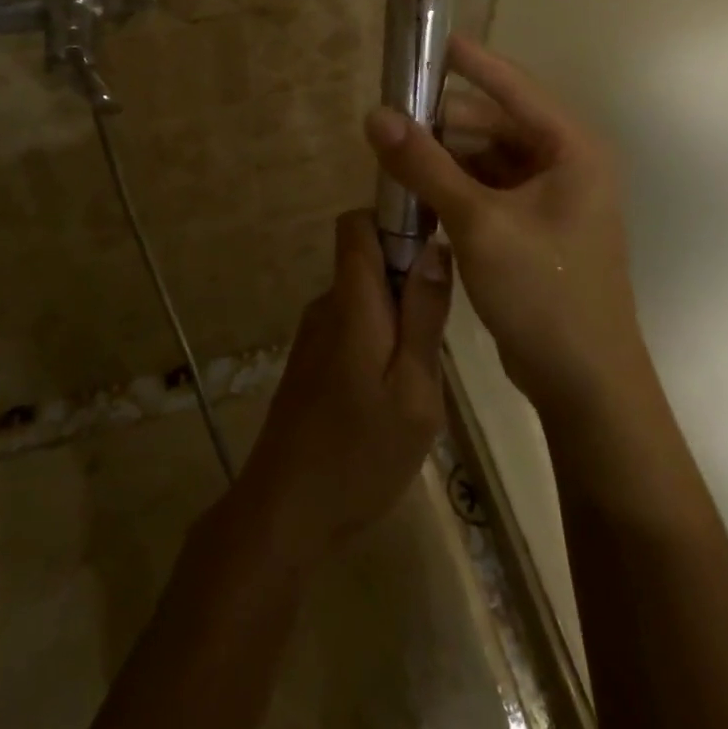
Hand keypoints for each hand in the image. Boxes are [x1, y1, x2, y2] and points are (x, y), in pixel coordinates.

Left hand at [230, 212, 451, 567]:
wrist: (286, 510)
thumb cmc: (360, 452)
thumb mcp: (415, 391)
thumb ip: (424, 317)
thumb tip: (436, 247)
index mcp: (351, 302)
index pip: (357, 223)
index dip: (393, 218)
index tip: (433, 244)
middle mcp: (326, 305)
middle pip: (366, 259)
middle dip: (408, 279)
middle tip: (441, 333)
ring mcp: (314, 334)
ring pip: (364, 298)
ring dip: (397, 318)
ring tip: (423, 374)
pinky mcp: (311, 361)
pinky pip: (353, 326)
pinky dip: (380, 342)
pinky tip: (395, 395)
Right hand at [363, 34, 638, 416]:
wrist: (584, 385)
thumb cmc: (544, 292)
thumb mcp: (478, 223)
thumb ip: (424, 165)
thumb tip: (374, 115)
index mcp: (571, 148)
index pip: (512, 85)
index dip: (468, 60)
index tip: (424, 40)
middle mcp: (564, 163)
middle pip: (492, 122)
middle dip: (441, 122)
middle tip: (388, 122)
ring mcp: (548, 197)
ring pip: (484, 157)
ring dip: (442, 157)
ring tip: (392, 158)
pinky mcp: (530, 226)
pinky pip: (484, 188)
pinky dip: (451, 186)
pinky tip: (414, 193)